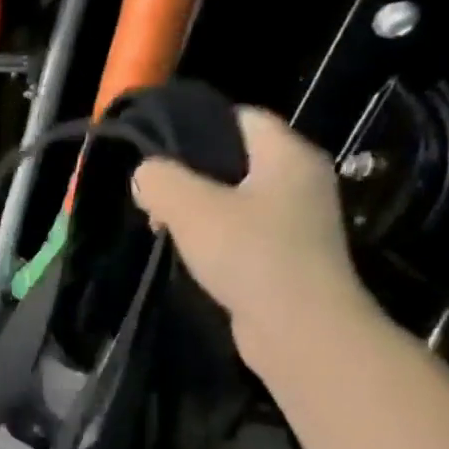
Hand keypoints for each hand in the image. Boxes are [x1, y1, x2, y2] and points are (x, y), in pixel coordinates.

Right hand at [131, 107, 376, 368]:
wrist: (300, 330)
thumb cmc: (249, 255)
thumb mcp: (190, 208)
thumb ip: (159, 180)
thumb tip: (146, 175)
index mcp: (288, 156)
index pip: (242, 118)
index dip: (198, 127)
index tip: (158, 152)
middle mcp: (301, 181)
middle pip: (235, 159)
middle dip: (190, 175)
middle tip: (156, 198)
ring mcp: (297, 221)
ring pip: (235, 198)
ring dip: (198, 211)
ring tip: (166, 229)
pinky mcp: (288, 255)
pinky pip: (243, 231)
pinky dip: (215, 238)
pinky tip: (191, 255)